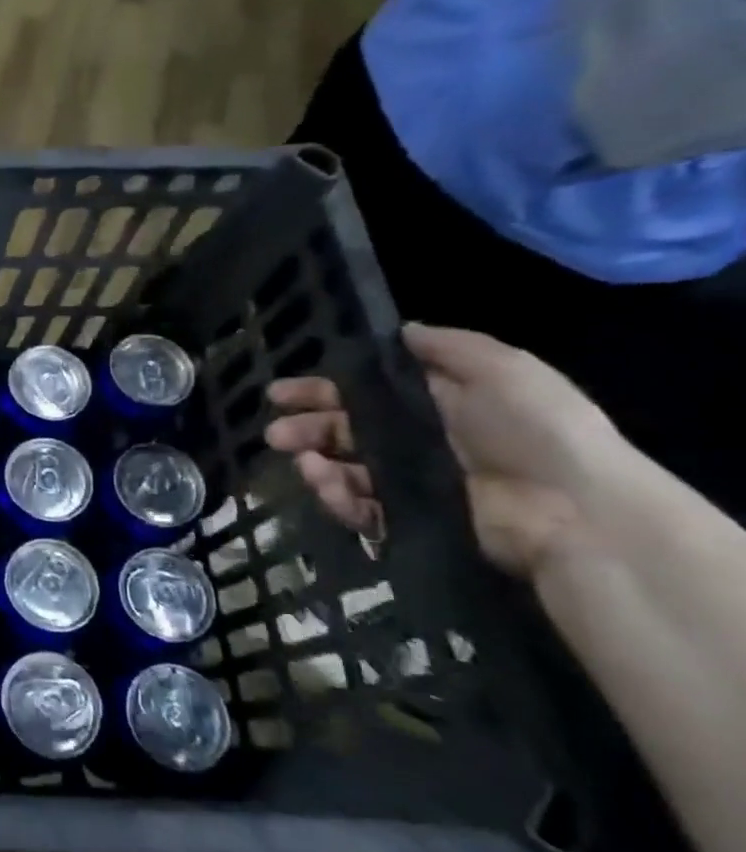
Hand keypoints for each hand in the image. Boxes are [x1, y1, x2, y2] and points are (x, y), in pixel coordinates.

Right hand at [266, 323, 627, 576]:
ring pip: (345, 470)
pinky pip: (361, 508)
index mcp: (436, 404)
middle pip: (345, 432)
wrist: (577, 511)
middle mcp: (419, 442)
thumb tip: (399, 330)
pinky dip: (337, 498)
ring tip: (305, 463)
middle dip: (305, 429)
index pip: (363, 394)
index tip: (280, 392)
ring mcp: (413, 483)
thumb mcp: (504, 368)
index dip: (321, 391)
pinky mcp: (411, 520)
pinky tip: (327, 485)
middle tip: (275, 434)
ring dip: (316, 464)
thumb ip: (448, 346)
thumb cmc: (537, 431)